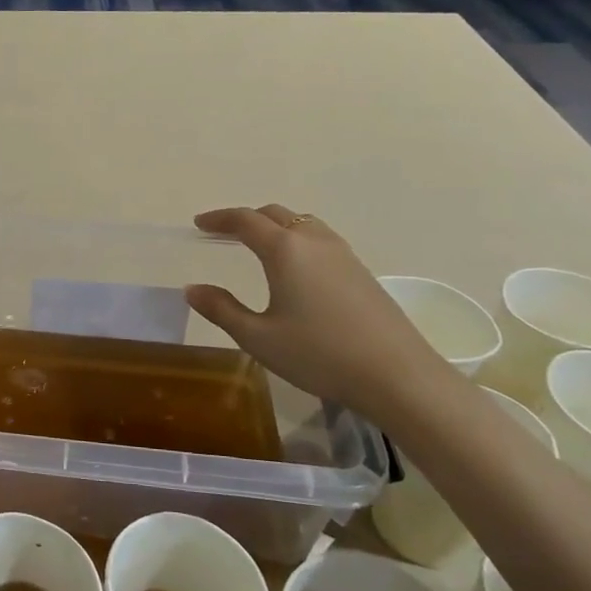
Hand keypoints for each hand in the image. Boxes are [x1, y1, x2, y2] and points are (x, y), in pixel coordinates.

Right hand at [184, 205, 452, 423]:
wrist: (397, 376)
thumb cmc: (318, 354)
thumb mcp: (258, 337)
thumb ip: (221, 309)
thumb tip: (193, 289)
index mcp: (285, 250)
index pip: (245, 220)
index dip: (219, 219)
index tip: (199, 224)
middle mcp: (314, 241)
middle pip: (275, 214)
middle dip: (246, 218)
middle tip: (223, 233)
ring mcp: (343, 254)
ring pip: (302, 223)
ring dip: (275, 226)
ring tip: (257, 245)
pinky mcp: (361, 271)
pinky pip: (320, 239)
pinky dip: (297, 239)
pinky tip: (295, 267)